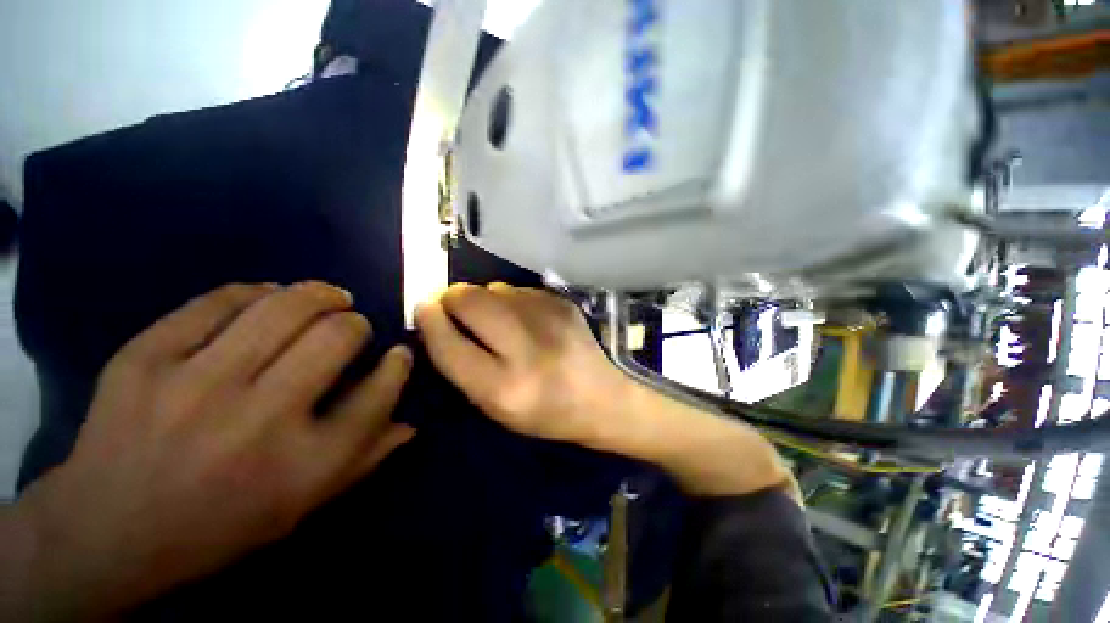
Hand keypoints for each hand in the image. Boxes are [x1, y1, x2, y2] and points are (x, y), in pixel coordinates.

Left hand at [7, 282, 413, 620]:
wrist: (105, 531)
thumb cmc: (218, 526)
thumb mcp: (302, 506)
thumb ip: (364, 460)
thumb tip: (412, 422)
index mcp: (303, 464)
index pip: (378, 395)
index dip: (398, 366)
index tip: (399, 352)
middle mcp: (259, 420)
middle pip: (337, 338)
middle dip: (357, 324)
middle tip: (353, 326)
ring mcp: (194, 385)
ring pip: (283, 308)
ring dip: (321, 294)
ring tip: (331, 297)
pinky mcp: (144, 359)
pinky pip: (217, 302)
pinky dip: (255, 292)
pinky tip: (268, 296)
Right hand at [416, 283, 793, 499]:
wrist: (607, 398)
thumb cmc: (550, 414)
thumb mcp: (499, 408)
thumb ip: (464, 366)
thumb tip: (440, 321)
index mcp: (505, 388)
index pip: (449, 343)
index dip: (430, 320)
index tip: (424, 310)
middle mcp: (526, 348)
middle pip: (469, 300)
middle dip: (452, 299)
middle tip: (453, 309)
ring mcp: (549, 318)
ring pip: (493, 289)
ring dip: (483, 300)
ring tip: (495, 321)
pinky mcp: (562, 303)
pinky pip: (517, 290)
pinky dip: (509, 300)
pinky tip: (522, 319)